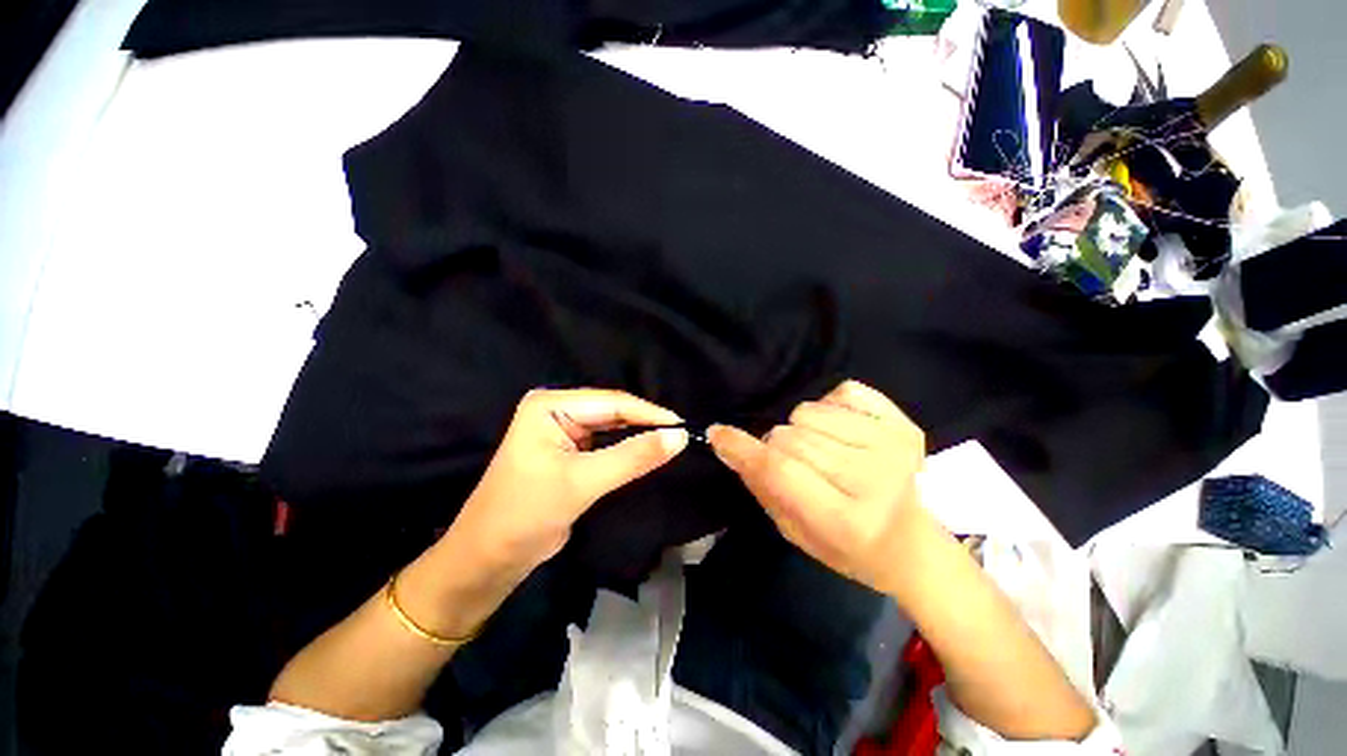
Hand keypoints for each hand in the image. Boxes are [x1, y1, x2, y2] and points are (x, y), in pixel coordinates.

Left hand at [446, 388, 688, 578]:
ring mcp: (563, 430)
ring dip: (639, 436)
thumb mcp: (582, 482)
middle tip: (682, 436)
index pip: (612, 402)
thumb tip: (679, 437)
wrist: (489, 559)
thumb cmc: (527, 513)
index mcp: (550, 405)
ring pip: (612, 428)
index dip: (650, 413)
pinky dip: (627, 449)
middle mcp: (556, 410)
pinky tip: (648, 451)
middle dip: (646, 424)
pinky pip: (606, 444)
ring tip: (672, 441)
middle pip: (613, 412)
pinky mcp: (569, 451)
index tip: (684, 426)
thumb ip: (633, 457)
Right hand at [707, 380, 926, 595]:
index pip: (780, 470)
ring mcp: (893, 445)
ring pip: (810, 412)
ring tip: (819, 449)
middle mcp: (874, 478)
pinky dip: (829, 406)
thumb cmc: (848, 547)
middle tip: (790, 463)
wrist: (913, 544)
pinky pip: (842, 391)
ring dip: (801, 428)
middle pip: (791, 437)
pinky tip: (841, 430)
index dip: (743, 448)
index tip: (718, 433)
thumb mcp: (794, 531)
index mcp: (846, 520)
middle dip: (776, 446)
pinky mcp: (903, 423)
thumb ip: (760, 485)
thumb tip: (727, 443)